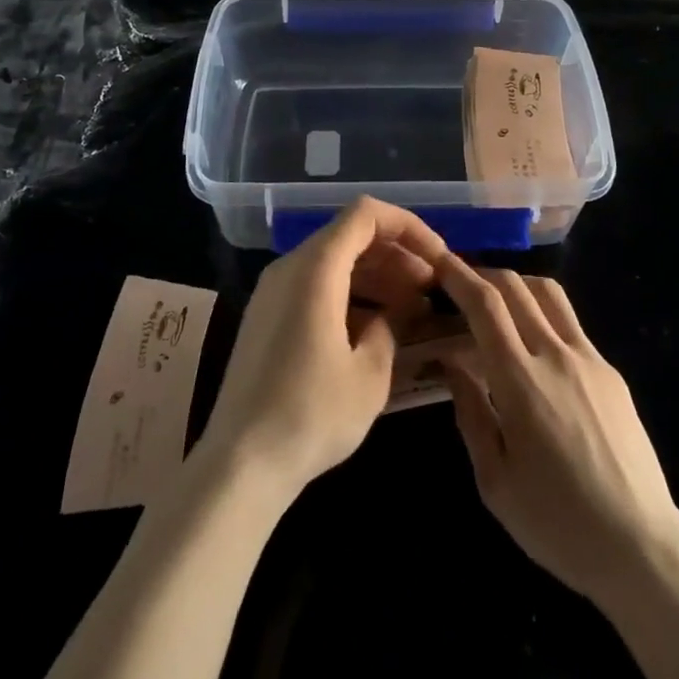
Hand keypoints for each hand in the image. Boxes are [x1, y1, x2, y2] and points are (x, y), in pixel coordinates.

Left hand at [194, 198, 448, 500]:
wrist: (240, 464)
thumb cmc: (311, 414)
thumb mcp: (370, 372)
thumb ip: (394, 325)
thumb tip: (407, 306)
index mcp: (315, 268)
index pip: (366, 214)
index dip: (408, 226)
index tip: (438, 259)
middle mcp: (290, 267)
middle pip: (350, 235)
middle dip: (396, 254)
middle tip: (431, 289)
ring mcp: (273, 291)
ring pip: (333, 261)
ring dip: (375, 275)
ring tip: (411, 309)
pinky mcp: (267, 317)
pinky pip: (315, 286)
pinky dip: (350, 294)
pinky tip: (374, 329)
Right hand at [437, 259, 678, 607]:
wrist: (641, 548)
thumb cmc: (557, 523)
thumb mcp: (494, 480)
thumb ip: (470, 412)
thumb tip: (452, 362)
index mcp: (521, 380)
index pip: (485, 304)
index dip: (458, 275)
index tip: (438, 262)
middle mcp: (556, 355)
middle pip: (516, 286)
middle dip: (482, 273)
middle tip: (459, 282)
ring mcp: (590, 359)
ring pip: (549, 294)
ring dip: (517, 284)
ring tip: (496, 303)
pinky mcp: (611, 372)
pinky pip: (570, 324)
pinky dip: (542, 315)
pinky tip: (533, 346)